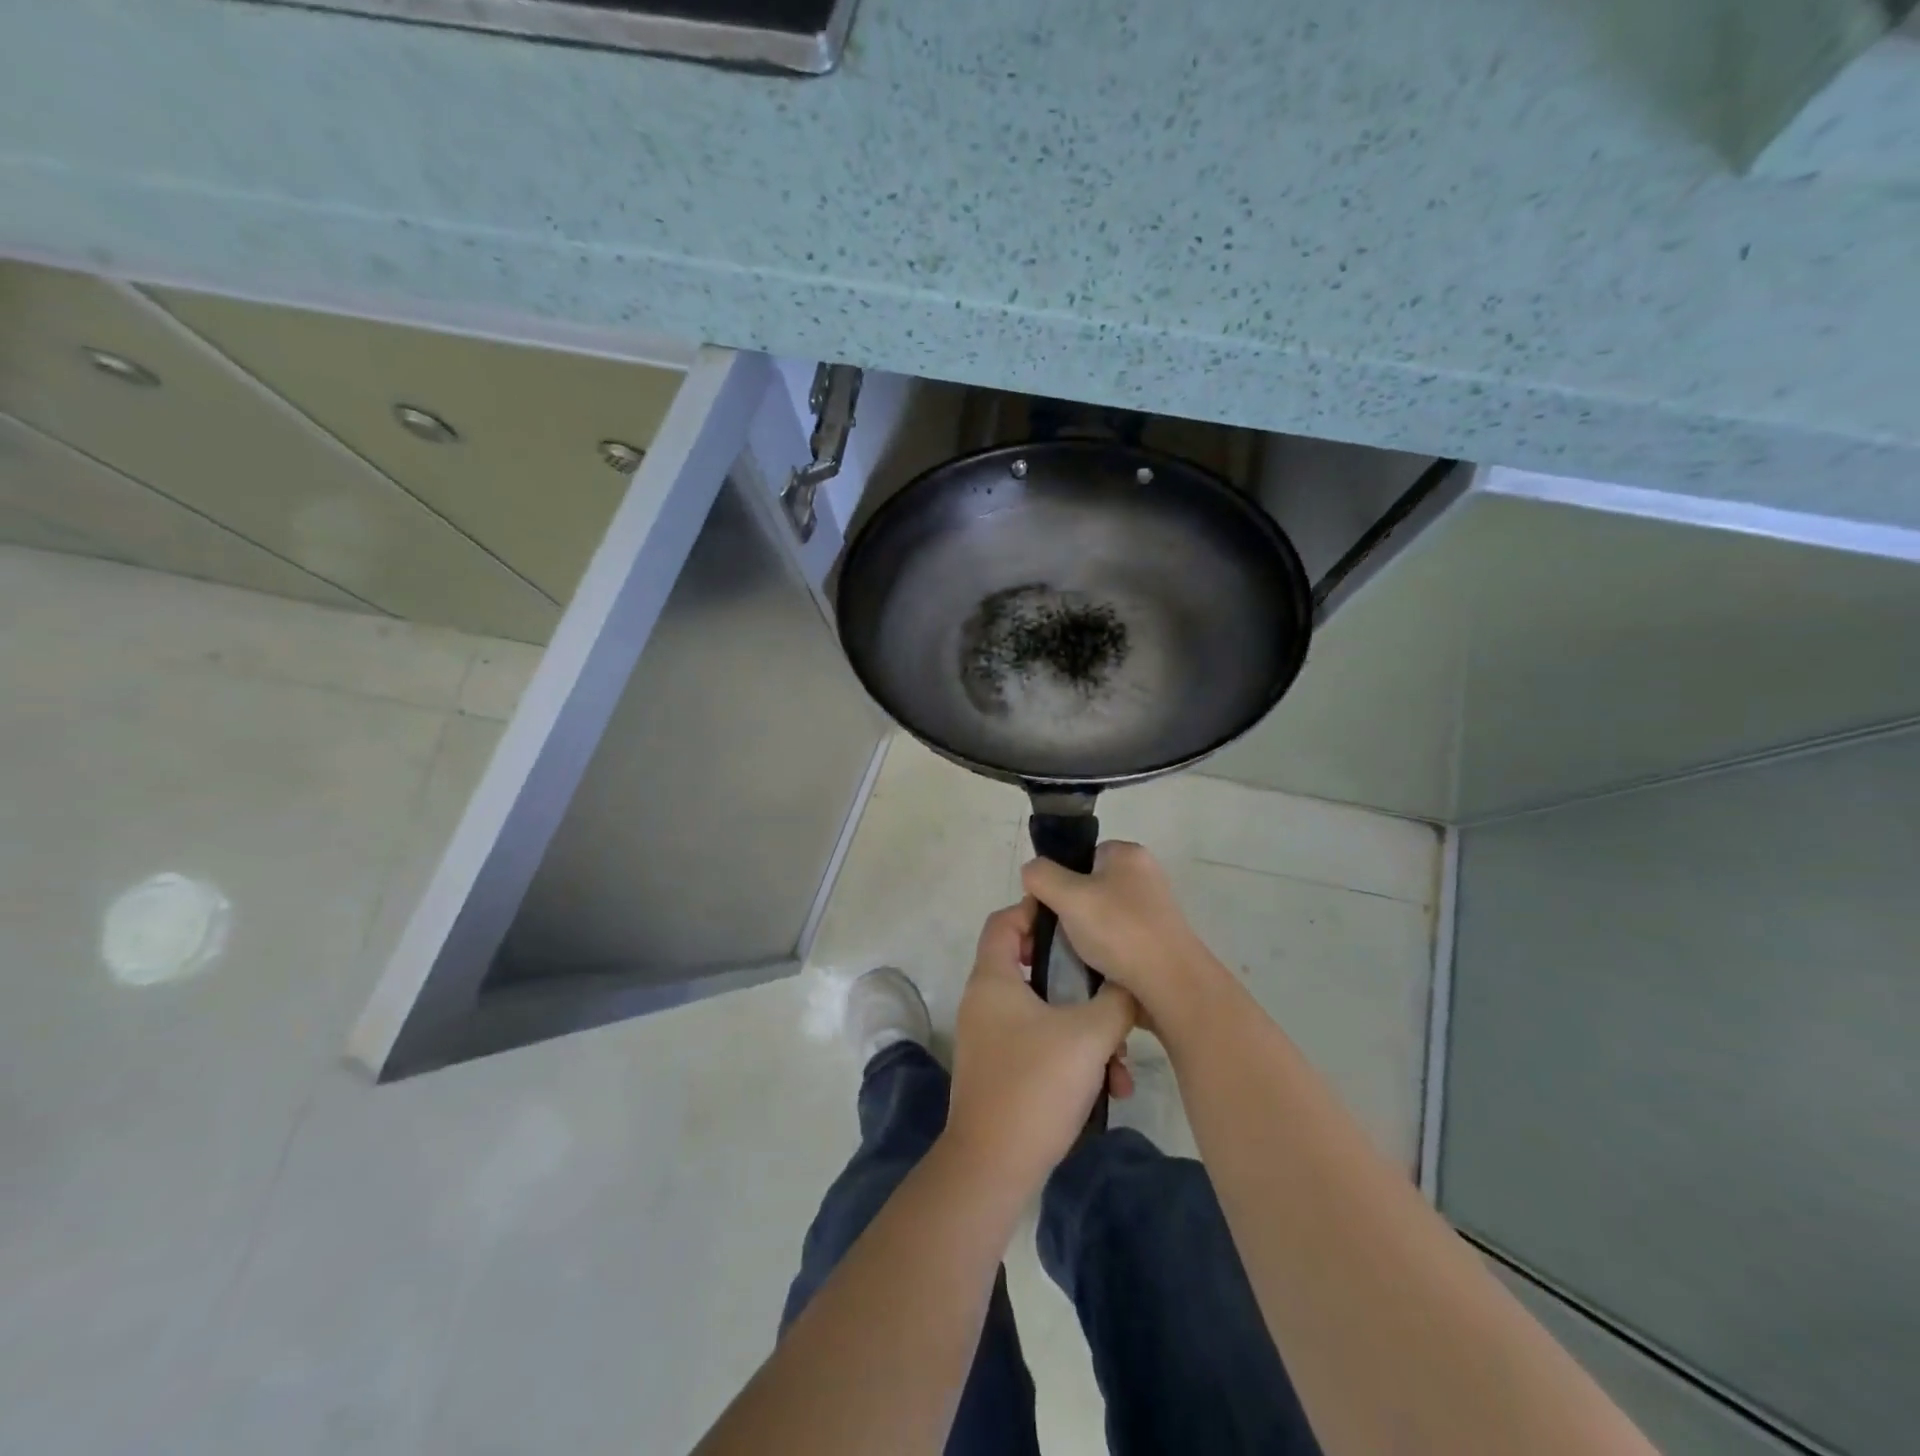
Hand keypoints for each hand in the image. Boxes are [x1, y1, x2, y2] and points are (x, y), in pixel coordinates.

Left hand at [943, 898, 1136, 1192]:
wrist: (993, 1167)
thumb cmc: (1036, 1084)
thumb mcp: (1090, 1035)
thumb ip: (1116, 1000)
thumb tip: (1130, 984)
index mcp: (993, 979)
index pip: (1004, 921)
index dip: (1037, 911)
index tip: (1078, 922)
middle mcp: (985, 1002)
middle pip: (1031, 967)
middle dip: (1078, 981)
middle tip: (1109, 987)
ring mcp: (991, 1038)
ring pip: (1044, 1013)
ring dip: (1085, 1030)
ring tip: (1121, 1063)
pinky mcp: (1001, 1071)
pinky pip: (1040, 1046)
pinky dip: (1072, 1057)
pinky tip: (1108, 1088)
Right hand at [1021, 842, 1220, 1028]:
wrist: (1171, 985)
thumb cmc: (1119, 930)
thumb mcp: (1068, 895)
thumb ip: (1041, 876)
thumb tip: (1032, 873)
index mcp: (1127, 854)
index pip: (1079, 856)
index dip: (1056, 879)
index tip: (1044, 908)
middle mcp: (1143, 875)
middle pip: (1086, 887)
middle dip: (1064, 912)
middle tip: (1051, 937)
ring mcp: (1152, 910)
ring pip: (1098, 917)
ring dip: (1079, 936)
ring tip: (1068, 957)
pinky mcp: (1156, 941)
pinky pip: (1115, 940)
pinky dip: (1100, 953)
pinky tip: (1090, 969)